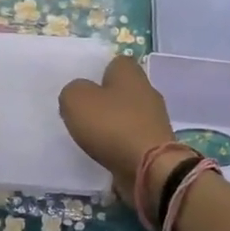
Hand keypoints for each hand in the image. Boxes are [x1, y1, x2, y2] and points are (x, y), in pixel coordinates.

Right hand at [58, 55, 179, 198]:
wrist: (149, 168)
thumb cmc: (112, 125)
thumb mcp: (76, 100)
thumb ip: (72, 91)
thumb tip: (78, 95)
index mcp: (130, 73)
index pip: (116, 62)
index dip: (99, 72)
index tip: (83, 88)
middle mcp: (147, 92)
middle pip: (123, 89)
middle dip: (105, 100)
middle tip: (83, 113)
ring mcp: (155, 120)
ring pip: (128, 115)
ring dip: (113, 124)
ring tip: (90, 136)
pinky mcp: (157, 145)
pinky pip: (133, 139)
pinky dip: (120, 145)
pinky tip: (105, 153)